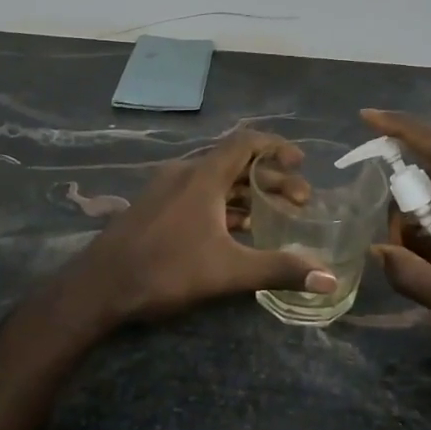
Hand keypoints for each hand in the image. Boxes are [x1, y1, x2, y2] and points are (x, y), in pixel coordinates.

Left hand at [65, 131, 339, 325]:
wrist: (99, 287)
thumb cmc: (166, 269)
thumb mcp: (228, 271)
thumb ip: (280, 269)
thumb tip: (330, 278)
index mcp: (202, 176)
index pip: (246, 142)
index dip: (277, 148)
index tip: (301, 164)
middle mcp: (184, 174)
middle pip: (235, 164)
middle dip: (271, 179)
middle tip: (301, 202)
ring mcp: (165, 190)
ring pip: (216, 182)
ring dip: (247, 194)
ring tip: (276, 216)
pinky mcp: (154, 209)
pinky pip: (198, 196)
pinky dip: (224, 205)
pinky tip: (238, 231)